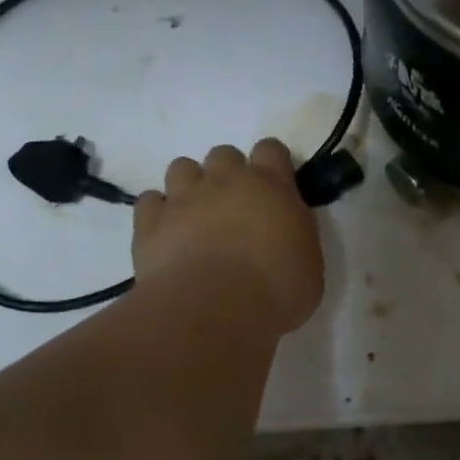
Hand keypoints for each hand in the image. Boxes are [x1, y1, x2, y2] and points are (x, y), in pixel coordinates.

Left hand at [133, 140, 323, 333]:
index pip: (271, 149)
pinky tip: (167, 235)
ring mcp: (184, 198)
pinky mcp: (150, 221)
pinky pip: (150, 201)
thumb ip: (295, 234)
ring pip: (182, 168)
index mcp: (272, 186)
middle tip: (234, 208)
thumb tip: (283, 231)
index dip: (271, 163)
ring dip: (190, 187)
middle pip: (224, 154)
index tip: (274, 187)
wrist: (216, 310)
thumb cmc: (277, 291)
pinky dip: (158, 213)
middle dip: (228, 174)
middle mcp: (226, 181)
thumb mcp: (309, 262)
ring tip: (196, 218)